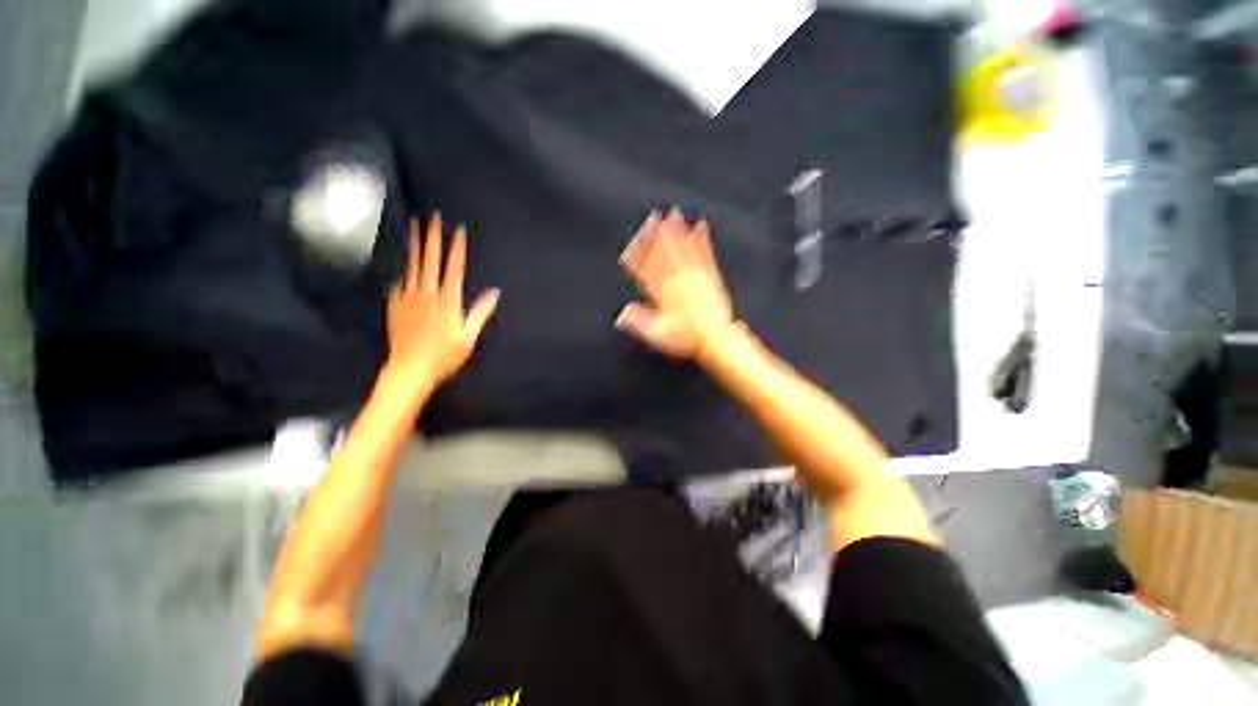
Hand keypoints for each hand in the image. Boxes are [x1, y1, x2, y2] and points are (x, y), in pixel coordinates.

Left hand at [385, 214, 499, 393]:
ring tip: (413, 227)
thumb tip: (494, 292)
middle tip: (431, 216)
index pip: (453, 268)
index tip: (458, 229)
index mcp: (447, 301)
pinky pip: (399, 283)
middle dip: (432, 236)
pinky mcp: (395, 306)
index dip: (456, 247)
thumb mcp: (469, 337)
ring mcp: (407, 298)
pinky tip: (402, 266)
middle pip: (429, 260)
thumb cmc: (445, 356)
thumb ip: (480, 312)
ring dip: (414, 245)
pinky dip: (402, 271)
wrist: (409, 370)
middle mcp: (426, 294)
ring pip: (411, 266)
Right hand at [617, 208, 734, 359]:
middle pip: (664, 255)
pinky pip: (704, 255)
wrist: (714, 339)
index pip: (646, 270)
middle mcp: (677, 281)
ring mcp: (695, 277)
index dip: (637, 256)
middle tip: (652, 217)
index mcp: (663, 294)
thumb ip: (639, 322)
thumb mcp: (657, 335)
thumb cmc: (685, 338)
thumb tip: (621, 314)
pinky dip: (702, 240)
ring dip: (677, 231)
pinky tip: (700, 227)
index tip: (630, 244)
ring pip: (683, 250)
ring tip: (673, 214)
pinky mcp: (710, 277)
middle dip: (657, 235)